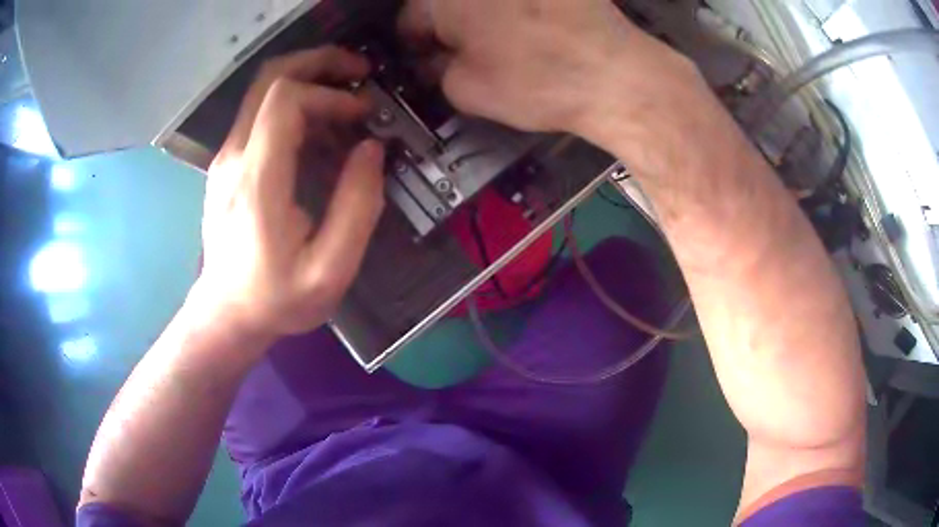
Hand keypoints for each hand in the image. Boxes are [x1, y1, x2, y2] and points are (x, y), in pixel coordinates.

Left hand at [198, 47, 385, 338]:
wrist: (227, 313)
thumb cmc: (276, 298)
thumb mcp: (330, 270)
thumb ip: (357, 207)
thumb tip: (371, 148)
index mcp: (256, 179)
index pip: (286, 99)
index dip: (330, 95)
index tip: (363, 115)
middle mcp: (234, 156)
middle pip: (270, 77)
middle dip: (319, 61)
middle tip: (361, 73)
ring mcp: (227, 156)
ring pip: (264, 90)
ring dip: (310, 81)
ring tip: (349, 101)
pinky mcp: (229, 163)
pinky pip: (262, 114)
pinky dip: (297, 106)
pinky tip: (323, 130)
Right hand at [399, 0, 719, 172]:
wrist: (614, 73)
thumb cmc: (538, 80)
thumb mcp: (466, 90)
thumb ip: (436, 71)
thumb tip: (436, 61)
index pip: (409, 20)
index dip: (415, 45)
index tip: (426, 60)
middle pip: (444, 3)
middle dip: (448, 26)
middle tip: (463, 53)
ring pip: (481, 1)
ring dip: (480, 15)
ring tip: (502, 43)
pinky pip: (515, 1)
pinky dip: (513, 10)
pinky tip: (529, 30)